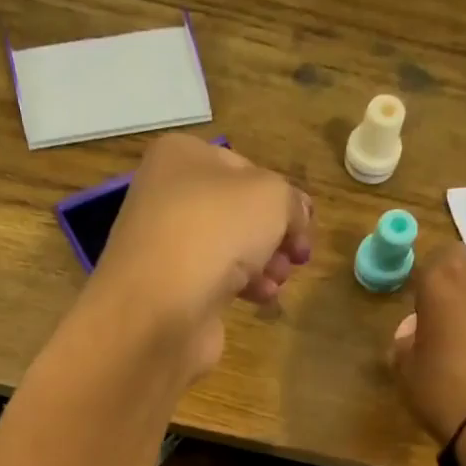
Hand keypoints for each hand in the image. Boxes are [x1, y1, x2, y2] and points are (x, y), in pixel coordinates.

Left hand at [87, 135, 312, 381]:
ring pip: (229, 248)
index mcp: (182, 156)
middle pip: (238, 212)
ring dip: (263, 263)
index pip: (246, 168)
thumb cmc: (214, 233)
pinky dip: (242, 287)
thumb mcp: (271, 197)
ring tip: (280, 279)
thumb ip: (292, 202)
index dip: (282, 196)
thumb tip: (297, 217)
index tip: (306, 224)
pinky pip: (215, 280)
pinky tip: (261, 298)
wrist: (159, 309)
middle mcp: (168, 195)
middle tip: (299, 256)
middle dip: (275, 234)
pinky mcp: (170, 289)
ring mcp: (166, 245)